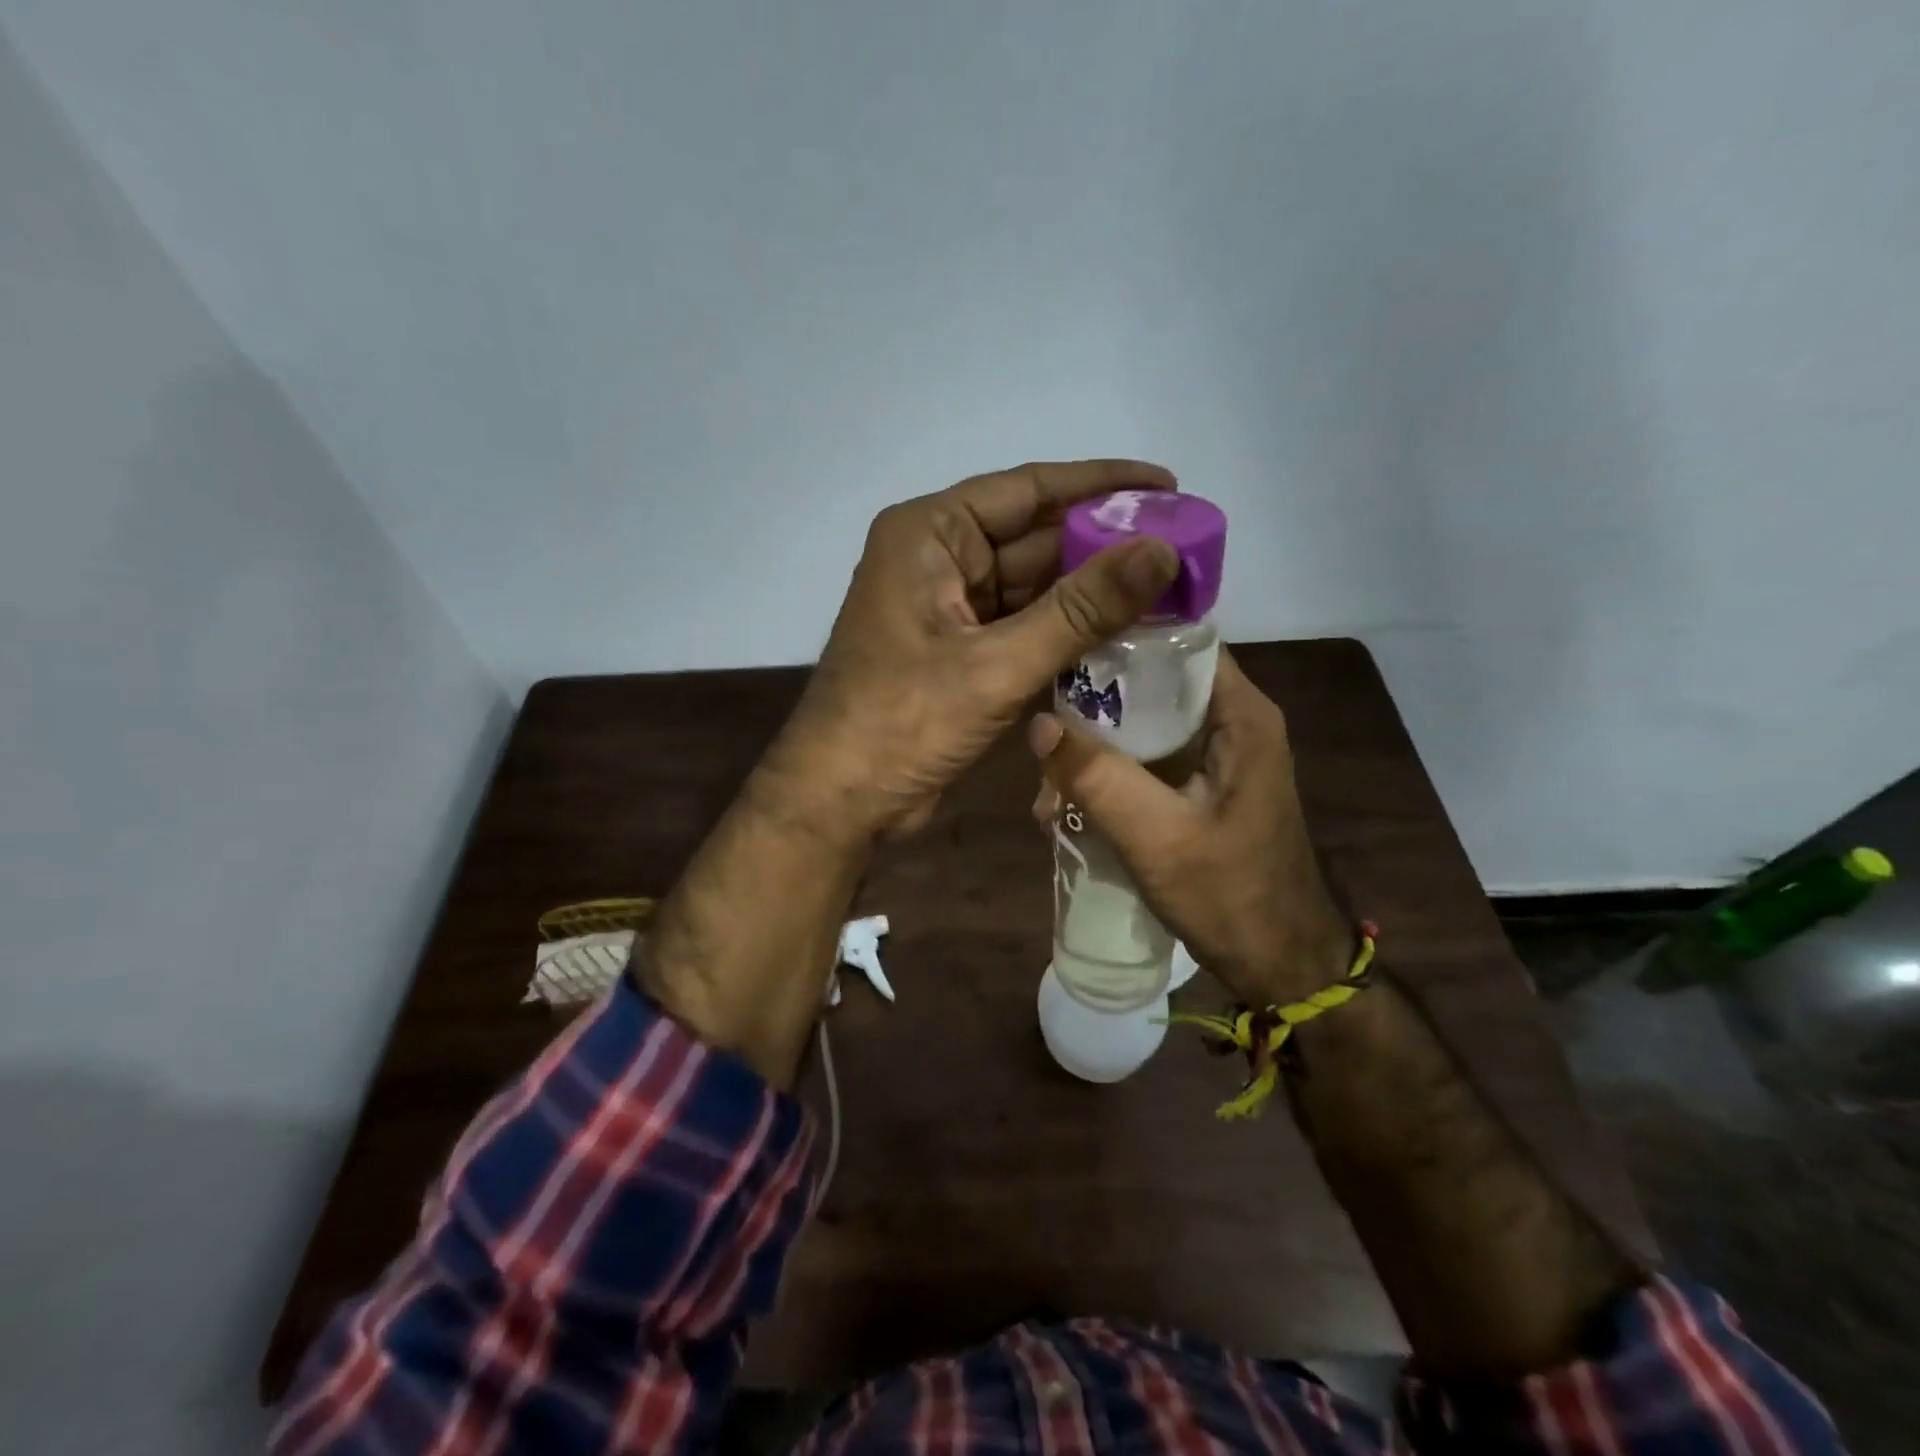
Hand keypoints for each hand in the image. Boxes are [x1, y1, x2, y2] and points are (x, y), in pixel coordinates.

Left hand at [769, 460, 1180, 841]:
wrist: (840, 800)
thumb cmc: (903, 722)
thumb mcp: (996, 663)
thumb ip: (1081, 609)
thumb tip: (1162, 550)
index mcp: (931, 535)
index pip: (1029, 489)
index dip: (1102, 485)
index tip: (1168, 485)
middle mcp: (938, 559)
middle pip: (1035, 537)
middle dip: (1104, 545)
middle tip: (1184, 549)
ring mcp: (948, 608)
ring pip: (1033, 586)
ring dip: (1091, 592)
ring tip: (1169, 590)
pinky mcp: (959, 652)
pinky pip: (1023, 626)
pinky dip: (1066, 631)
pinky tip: (1122, 634)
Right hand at [1028, 649, 1350, 1005]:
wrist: (1282, 966)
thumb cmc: (1231, 897)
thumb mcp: (1157, 837)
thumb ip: (1098, 778)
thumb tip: (1037, 723)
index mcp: (1239, 715)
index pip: (1178, 641)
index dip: (1120, 638)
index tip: (1063, 650)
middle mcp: (1231, 722)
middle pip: (1153, 683)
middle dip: (1094, 705)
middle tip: (1043, 731)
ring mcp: (1216, 756)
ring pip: (1143, 725)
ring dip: (1094, 748)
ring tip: (1047, 787)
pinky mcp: (1202, 787)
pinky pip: (1147, 761)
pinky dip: (1109, 775)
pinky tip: (1069, 806)